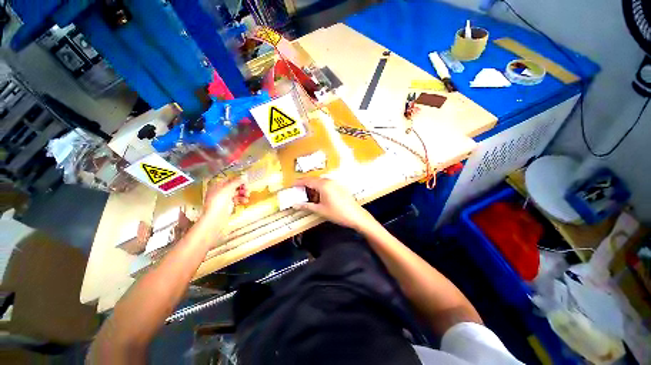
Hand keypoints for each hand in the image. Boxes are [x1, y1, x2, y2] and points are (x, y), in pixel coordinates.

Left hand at [202, 176, 248, 223]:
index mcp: (217, 185)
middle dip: (242, 187)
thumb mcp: (228, 188)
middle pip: (234, 186)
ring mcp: (224, 199)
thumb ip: (236, 182)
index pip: (229, 179)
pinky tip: (245, 201)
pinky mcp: (228, 206)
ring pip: (236, 193)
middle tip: (247, 189)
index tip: (245, 182)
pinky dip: (241, 200)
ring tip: (247, 196)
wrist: (215, 217)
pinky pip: (236, 200)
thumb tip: (243, 178)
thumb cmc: (219, 201)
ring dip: (243, 193)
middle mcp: (220, 191)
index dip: (237, 180)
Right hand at [293, 177, 372, 230]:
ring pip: (320, 183)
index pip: (307, 180)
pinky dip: (321, 190)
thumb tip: (295, 204)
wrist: (356, 216)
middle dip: (306, 186)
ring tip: (310, 198)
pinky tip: (320, 198)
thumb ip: (306, 206)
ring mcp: (336, 183)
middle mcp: (329, 181)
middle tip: (299, 193)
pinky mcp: (339, 187)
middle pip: (314, 180)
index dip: (298, 182)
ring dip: (314, 188)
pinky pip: (327, 185)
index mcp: (323, 185)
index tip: (292, 185)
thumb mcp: (320, 210)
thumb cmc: (338, 213)